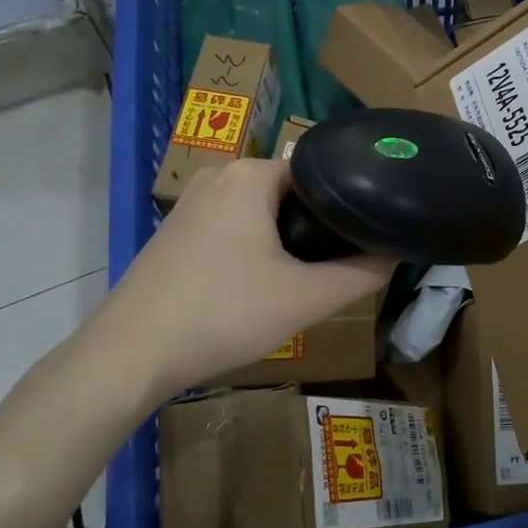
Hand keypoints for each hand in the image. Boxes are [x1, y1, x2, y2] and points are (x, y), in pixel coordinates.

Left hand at [81, 158, 392, 407]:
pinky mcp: (174, 231)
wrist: (131, 354)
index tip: (366, 235)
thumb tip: (396, 255)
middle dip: (316, 225)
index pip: (320, 173)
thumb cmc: (224, 314)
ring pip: (260, 211)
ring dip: (285, 239)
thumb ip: (361, 274)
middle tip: (339, 263)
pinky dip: (253, 247)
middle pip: (290, 192)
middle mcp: (218, 175)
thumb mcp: (306, 298)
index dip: (348, 203)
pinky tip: (259, 285)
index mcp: (251, 175)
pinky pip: (231, 226)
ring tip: (306, 276)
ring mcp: (190, 203)